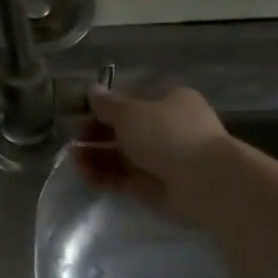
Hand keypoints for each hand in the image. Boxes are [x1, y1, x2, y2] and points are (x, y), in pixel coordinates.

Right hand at [79, 85, 234, 222]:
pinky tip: (85, 175)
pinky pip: (123, 178)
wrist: (203, 181)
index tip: (81, 114)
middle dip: (96, 135)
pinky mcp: (154, 186)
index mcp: (170, 102)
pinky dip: (104, 176)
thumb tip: (92, 91)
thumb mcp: (130, 112)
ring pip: (121, 156)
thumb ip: (107, 104)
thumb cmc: (167, 134)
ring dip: (95, 157)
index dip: (105, 107)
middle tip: (73, 140)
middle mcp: (168, 128)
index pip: (133, 101)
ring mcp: (162, 159)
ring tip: (74, 160)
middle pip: (124, 130)